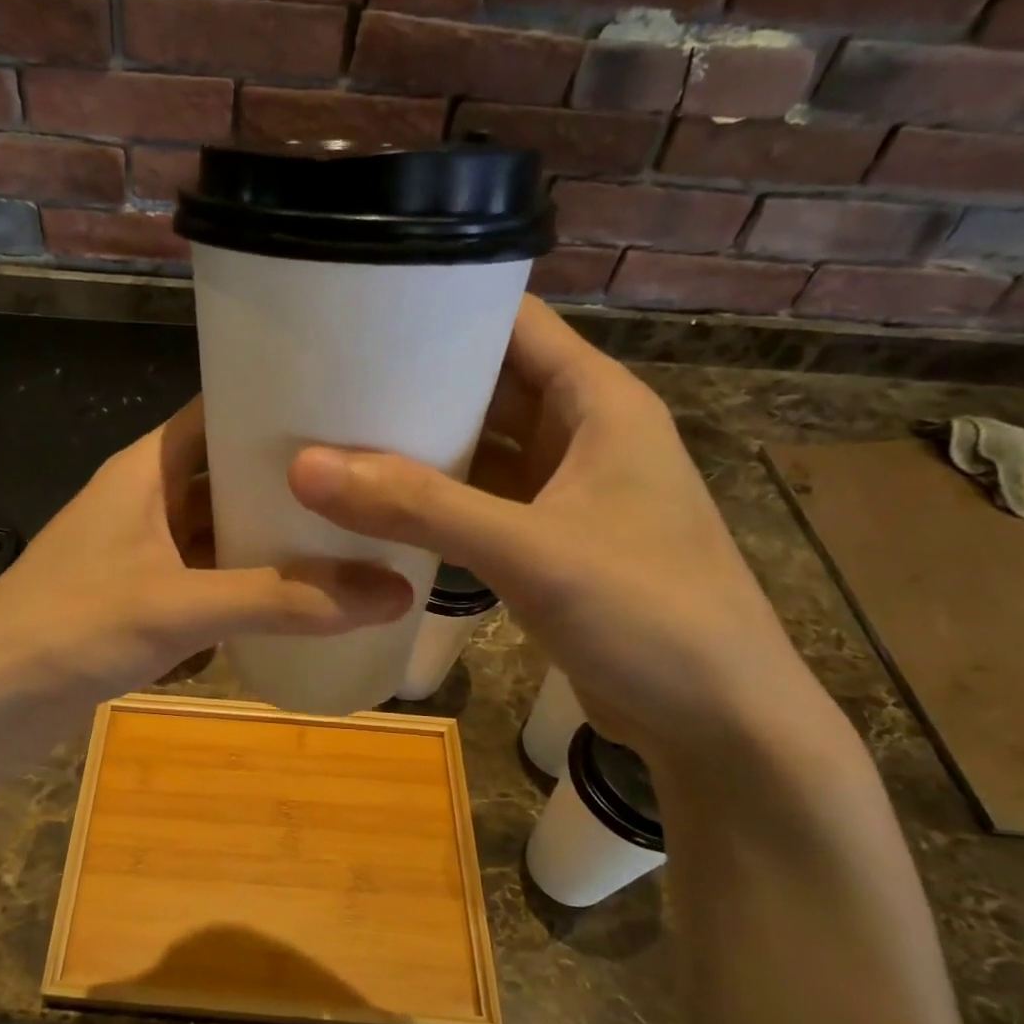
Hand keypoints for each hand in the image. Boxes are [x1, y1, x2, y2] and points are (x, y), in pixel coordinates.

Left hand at [0, 397, 410, 769]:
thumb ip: (284, 600)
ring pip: (220, 533)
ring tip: (352, 537)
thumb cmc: (70, 629)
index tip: (351, 411)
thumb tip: (395, 591)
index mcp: (145, 470)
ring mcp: (142, 554)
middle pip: (228, 476)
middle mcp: (145, 501)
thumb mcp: (181, 607)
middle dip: (290, 483)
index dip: (278, 406)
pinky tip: (298, 598)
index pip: (219, 411)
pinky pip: (208, 580)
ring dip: (270, 540)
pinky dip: (246, 586)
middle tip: (369, 484)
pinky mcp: (141, 602)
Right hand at [288, 295, 822, 765]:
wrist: (716, 720)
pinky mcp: (548, 545)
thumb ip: (420, 508)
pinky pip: (479, 504)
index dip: (446, 303)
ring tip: (336, 434)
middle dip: (417, 380)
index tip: (362, 308)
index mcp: (599, 403)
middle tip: (327, 378)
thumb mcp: (530, 549)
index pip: (516, 322)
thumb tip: (306, 467)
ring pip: (481, 449)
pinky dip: (434, 502)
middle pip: (490, 385)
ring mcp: (565, 494)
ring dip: (421, 445)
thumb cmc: (647, 613)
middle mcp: (582, 436)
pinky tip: (378, 507)